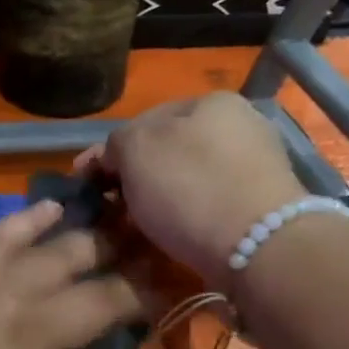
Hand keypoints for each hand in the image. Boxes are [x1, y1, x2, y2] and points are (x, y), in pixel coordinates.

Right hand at [78, 93, 307, 280]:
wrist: (260, 247)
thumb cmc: (190, 187)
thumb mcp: (135, 149)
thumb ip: (116, 143)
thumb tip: (113, 156)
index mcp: (211, 101)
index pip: (143, 120)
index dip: (109, 151)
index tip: (85, 182)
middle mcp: (240, 125)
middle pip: (168, 151)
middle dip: (135, 177)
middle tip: (108, 208)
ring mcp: (255, 166)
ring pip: (187, 179)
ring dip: (158, 200)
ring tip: (134, 227)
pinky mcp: (262, 206)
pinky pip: (208, 205)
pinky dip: (185, 217)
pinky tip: (170, 236)